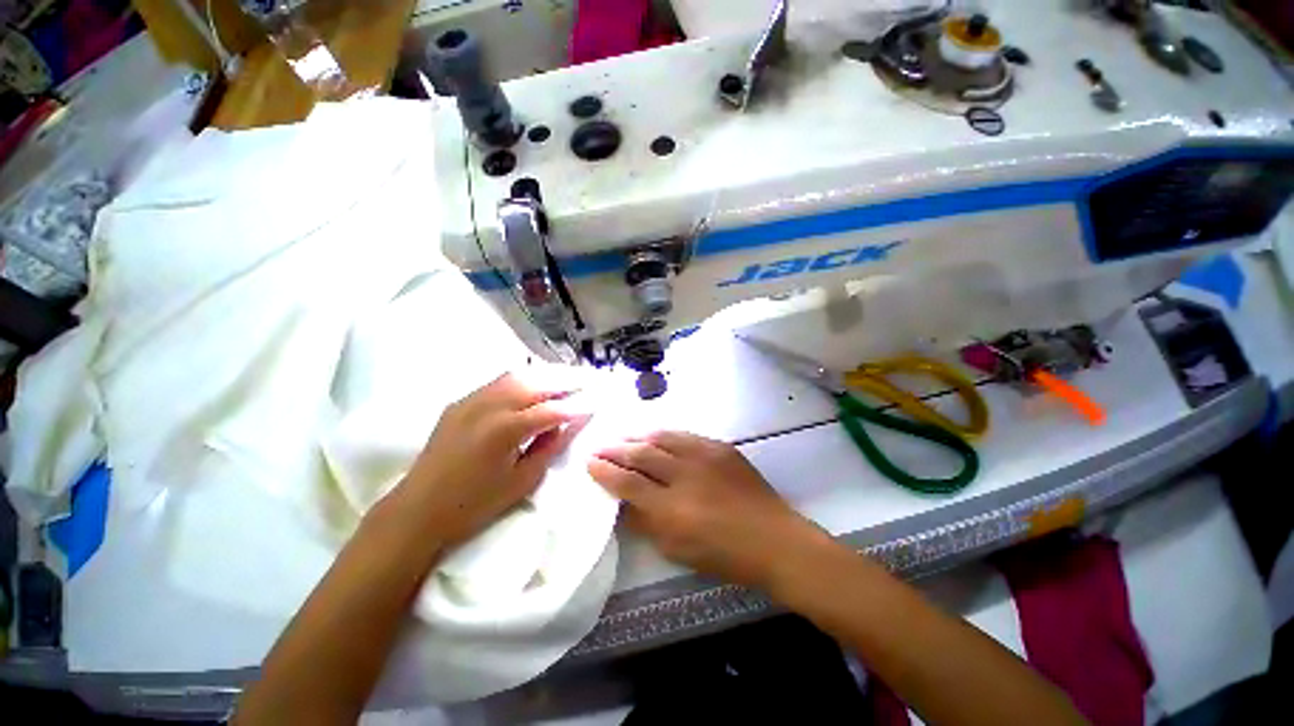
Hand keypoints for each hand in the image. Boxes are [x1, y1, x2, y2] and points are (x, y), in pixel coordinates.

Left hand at [403, 372, 585, 546]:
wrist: (418, 510)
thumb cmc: (475, 504)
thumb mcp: (523, 480)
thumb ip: (552, 446)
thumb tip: (575, 423)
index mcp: (506, 429)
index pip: (553, 409)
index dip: (578, 406)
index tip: (596, 403)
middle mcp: (490, 405)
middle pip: (537, 383)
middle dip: (565, 381)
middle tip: (587, 381)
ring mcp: (472, 399)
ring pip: (517, 376)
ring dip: (544, 376)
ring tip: (564, 380)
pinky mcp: (461, 401)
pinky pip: (498, 382)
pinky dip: (522, 380)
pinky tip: (533, 387)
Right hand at [588, 431, 828, 588]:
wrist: (774, 539)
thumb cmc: (725, 555)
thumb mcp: (677, 550)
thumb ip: (646, 523)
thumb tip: (623, 502)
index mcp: (671, 509)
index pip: (627, 483)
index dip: (605, 471)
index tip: (591, 463)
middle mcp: (685, 476)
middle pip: (641, 455)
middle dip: (616, 450)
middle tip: (601, 447)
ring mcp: (705, 457)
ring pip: (661, 438)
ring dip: (638, 437)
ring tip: (624, 438)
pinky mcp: (720, 447)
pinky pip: (685, 436)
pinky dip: (665, 435)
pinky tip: (657, 436)